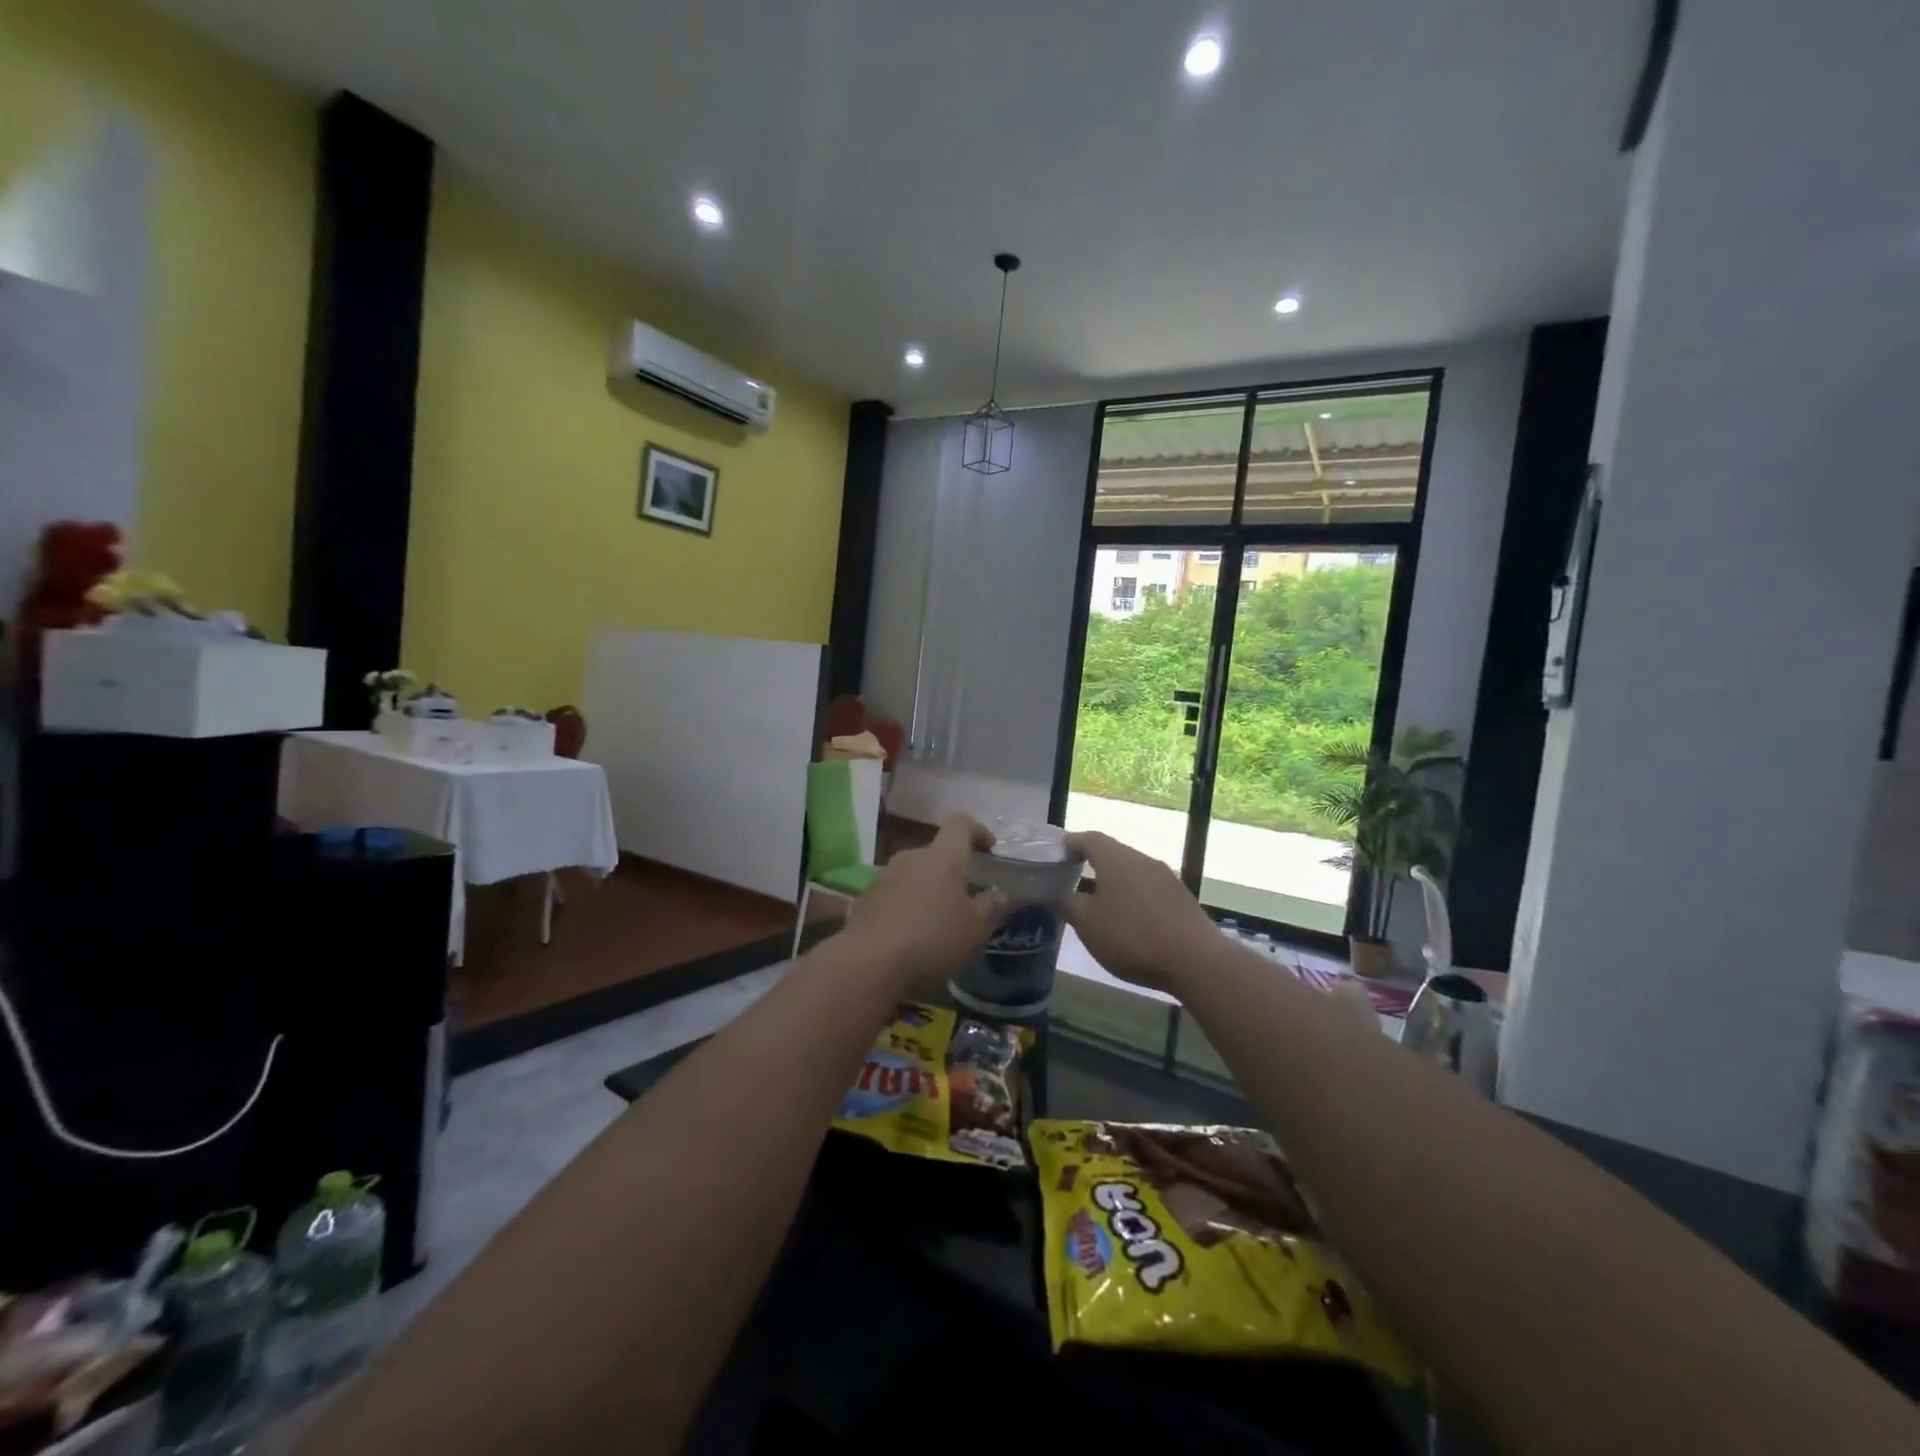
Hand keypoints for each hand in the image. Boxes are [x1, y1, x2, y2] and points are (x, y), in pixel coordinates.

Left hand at [843, 815, 1007, 994]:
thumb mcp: (975, 929)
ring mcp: (884, 876)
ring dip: (927, 889)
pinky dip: (905, 905)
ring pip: (913, 873)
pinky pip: (893, 894)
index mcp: (942, 857)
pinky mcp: (865, 898)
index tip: (989, 848)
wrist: (869, 962)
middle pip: (935, 852)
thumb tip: (1000, 894)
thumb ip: (991, 907)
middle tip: (964, 897)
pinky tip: (909, 933)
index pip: (960, 824)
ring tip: (936, 919)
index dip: (977, 830)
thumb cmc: (932, 938)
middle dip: (951, 870)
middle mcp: (911, 857)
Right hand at [1065, 832, 1219, 993]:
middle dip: (1091, 866)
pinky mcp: (1182, 899)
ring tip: (1099, 906)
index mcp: (1116, 859)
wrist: (1196, 960)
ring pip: (1132, 873)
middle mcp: (1142, 860)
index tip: (1056, 855)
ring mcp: (1166, 878)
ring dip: (1114, 885)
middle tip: (1072, 881)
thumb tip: (1060, 894)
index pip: (1088, 839)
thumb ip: (1069, 904)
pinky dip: (1134, 899)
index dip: (1070, 844)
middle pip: (1112, 854)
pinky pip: (1149, 891)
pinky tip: (1129, 922)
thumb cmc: (1132, 936)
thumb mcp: (1088, 924)